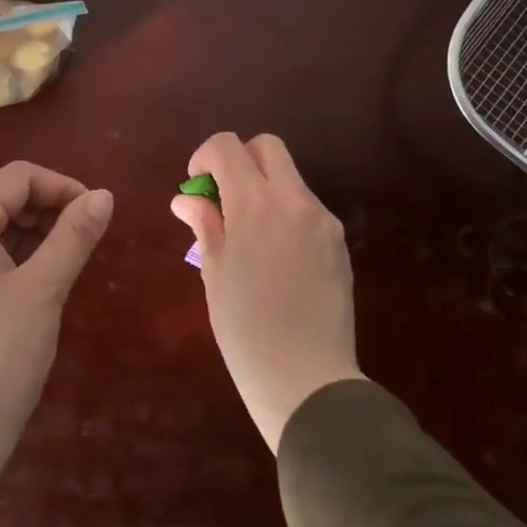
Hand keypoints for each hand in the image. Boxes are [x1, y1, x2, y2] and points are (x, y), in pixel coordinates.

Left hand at [0, 161, 113, 481]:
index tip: (94, 215)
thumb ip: (73, 236)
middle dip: (44, 211)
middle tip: (81, 242)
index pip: (16, 178)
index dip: (61, 187)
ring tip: (61, 265)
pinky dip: (4, 260)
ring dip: (27, 236)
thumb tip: (103, 196)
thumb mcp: (43, 291)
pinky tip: (28, 287)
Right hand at [172, 133, 362, 451]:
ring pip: (290, 177)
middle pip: (267, 146)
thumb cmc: (246, 330)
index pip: (228, 147)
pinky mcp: (339, 242)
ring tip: (248, 235)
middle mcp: (295, 200)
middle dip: (239, 160)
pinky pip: (306, 207)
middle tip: (224, 199)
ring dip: (264, 187)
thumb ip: (204, 224)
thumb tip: (188, 198)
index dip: (204, 157)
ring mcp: (322, 220)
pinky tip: (276, 257)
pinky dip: (285, 212)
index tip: (197, 187)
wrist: (308, 380)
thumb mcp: (214, 273)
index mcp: (256, 205)